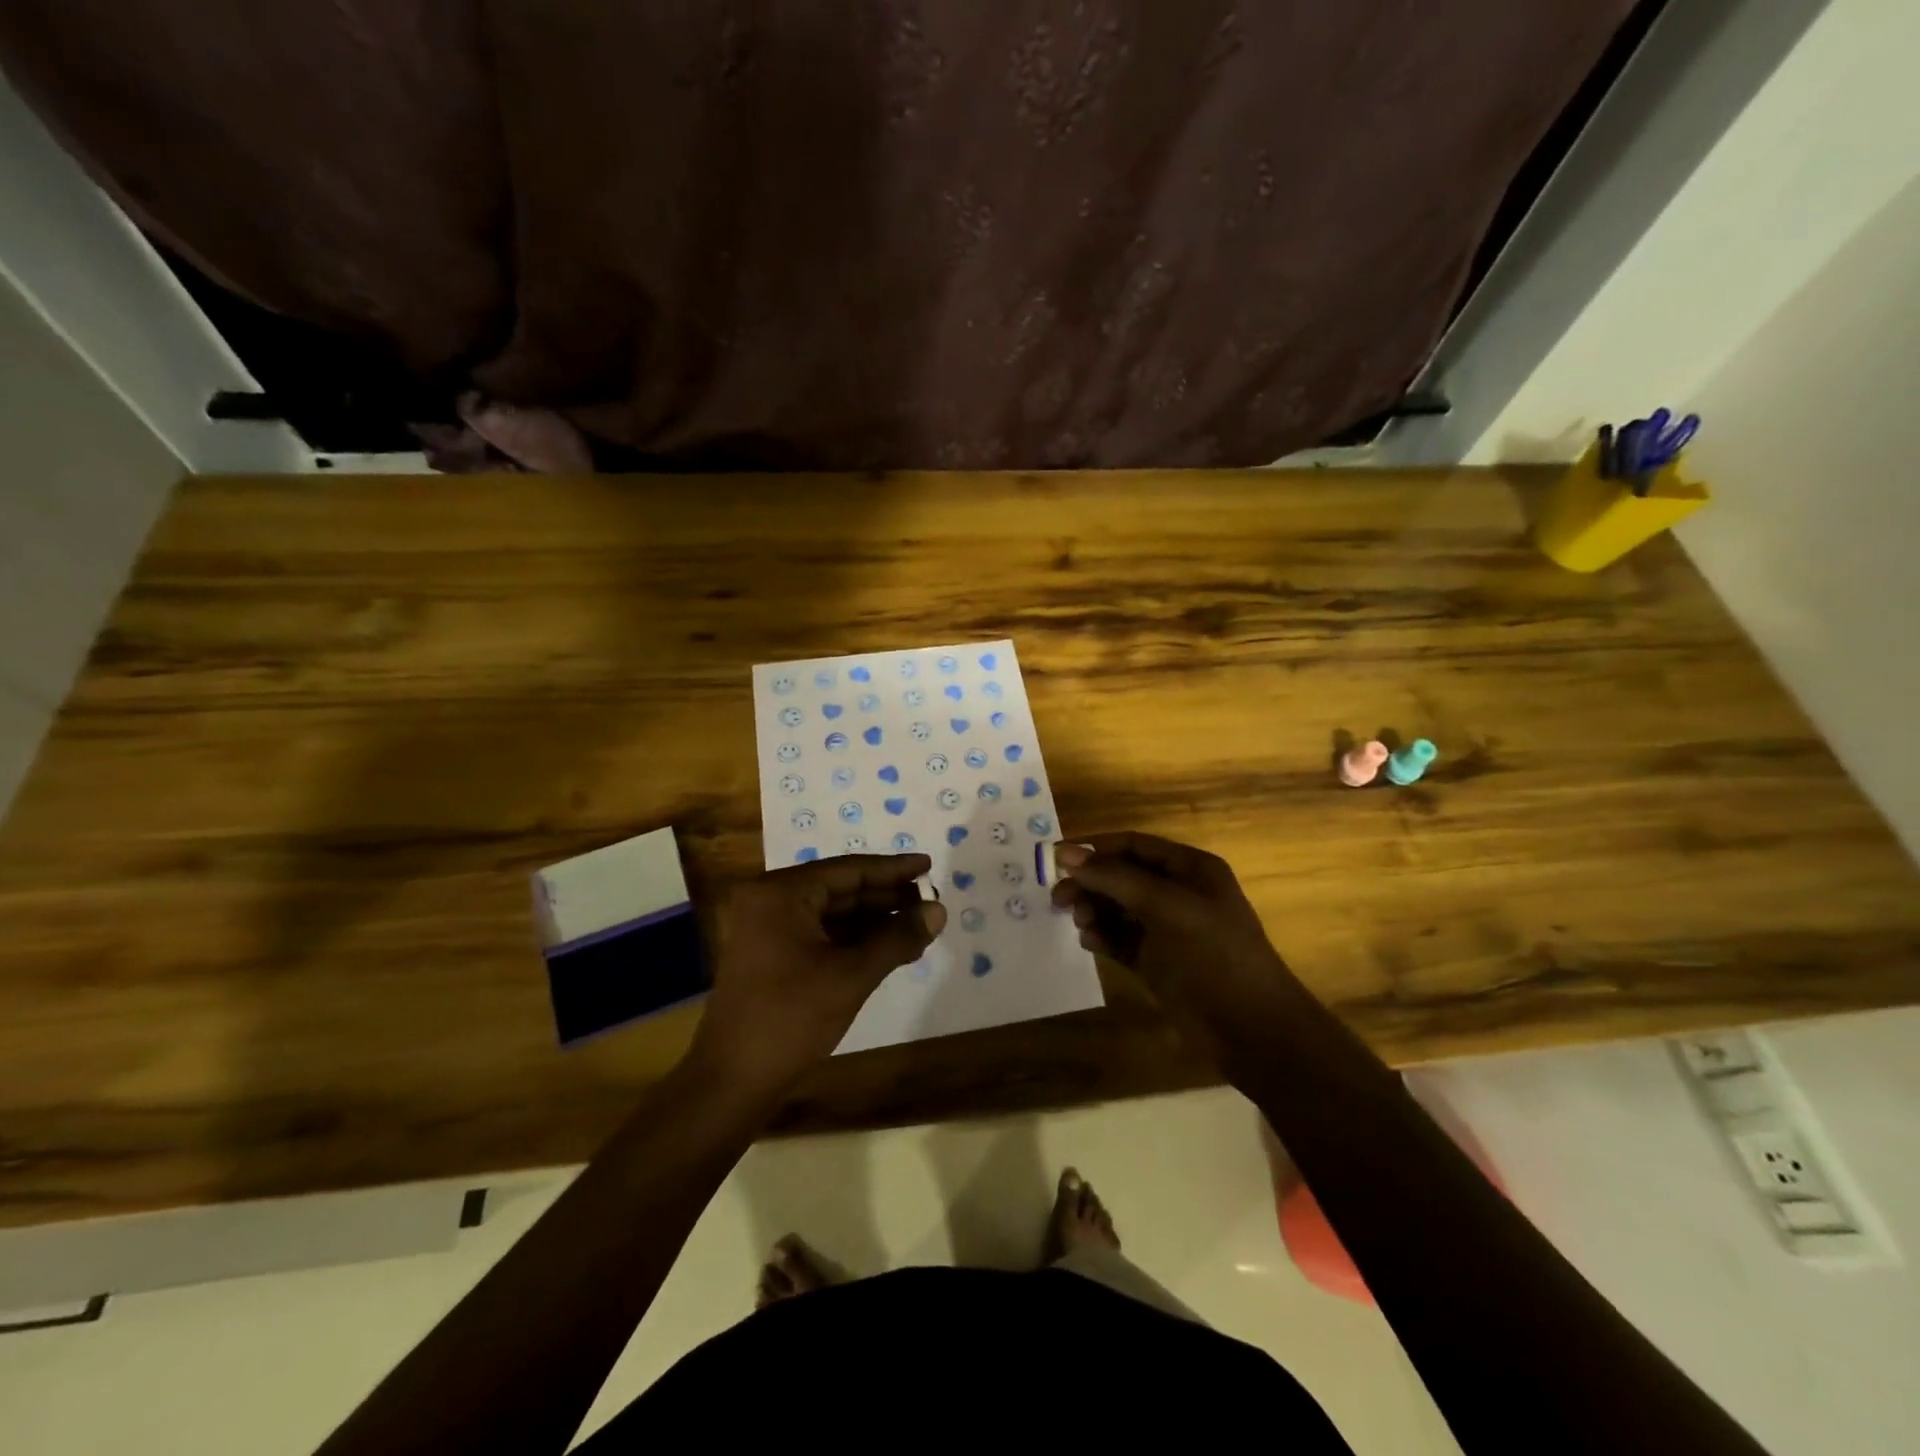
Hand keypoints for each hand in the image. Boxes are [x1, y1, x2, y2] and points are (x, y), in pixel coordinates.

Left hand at [690, 854, 945, 1095]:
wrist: (732, 1081)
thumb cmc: (791, 1019)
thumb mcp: (851, 976)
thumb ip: (897, 938)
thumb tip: (938, 911)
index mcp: (780, 893)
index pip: (848, 870)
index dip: (892, 869)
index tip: (928, 865)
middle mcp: (769, 900)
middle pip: (840, 888)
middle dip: (886, 897)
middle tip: (930, 901)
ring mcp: (767, 928)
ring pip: (832, 913)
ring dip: (874, 920)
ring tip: (918, 926)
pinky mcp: (770, 954)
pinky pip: (820, 933)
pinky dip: (854, 939)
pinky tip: (889, 948)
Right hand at [1049, 833, 1298, 1047]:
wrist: (1250, 1030)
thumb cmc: (1212, 954)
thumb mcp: (1164, 906)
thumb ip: (1113, 877)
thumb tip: (1063, 852)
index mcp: (1190, 869)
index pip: (1133, 845)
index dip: (1095, 848)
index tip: (1056, 859)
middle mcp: (1177, 894)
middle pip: (1121, 876)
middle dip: (1090, 883)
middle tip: (1058, 898)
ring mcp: (1166, 930)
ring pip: (1117, 908)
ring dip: (1094, 910)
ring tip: (1080, 923)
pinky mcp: (1155, 962)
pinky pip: (1120, 939)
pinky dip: (1103, 937)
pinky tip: (1090, 942)